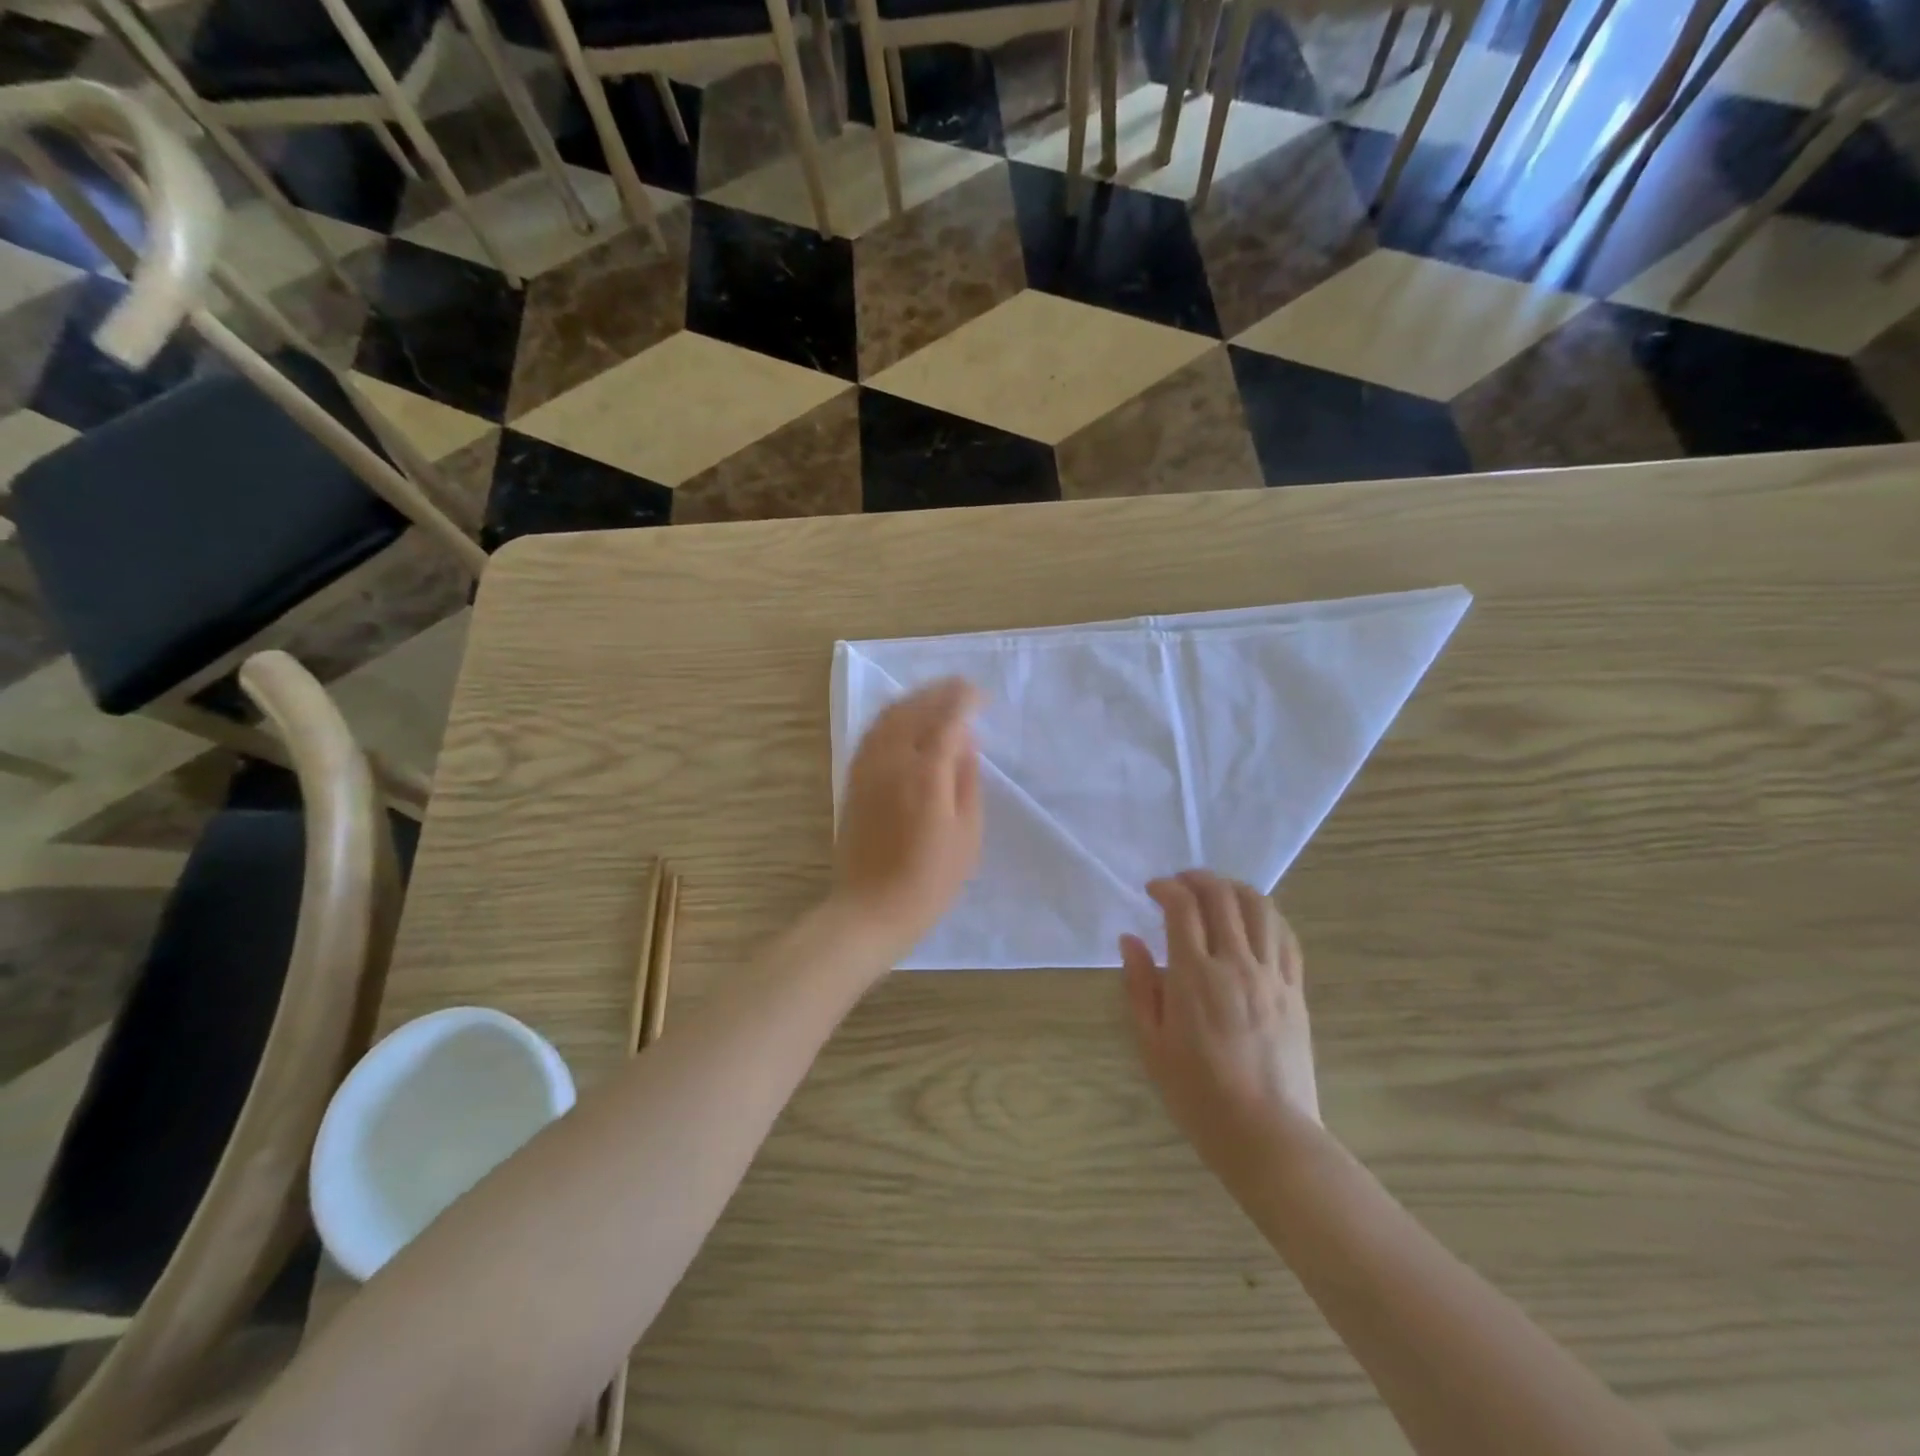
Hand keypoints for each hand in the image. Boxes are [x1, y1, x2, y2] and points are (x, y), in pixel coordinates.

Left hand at [831, 678, 982, 963]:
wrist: (871, 910)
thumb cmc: (930, 880)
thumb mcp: (967, 835)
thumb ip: (967, 781)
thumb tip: (965, 742)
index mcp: (926, 775)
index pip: (947, 719)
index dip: (965, 701)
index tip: (981, 696)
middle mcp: (892, 762)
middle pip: (915, 709)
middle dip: (940, 692)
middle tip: (963, 687)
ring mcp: (867, 769)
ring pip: (888, 717)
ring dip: (914, 699)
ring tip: (935, 695)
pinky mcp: (853, 780)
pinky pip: (871, 734)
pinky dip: (891, 717)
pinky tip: (903, 719)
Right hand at [1122, 871, 1320, 1177]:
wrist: (1267, 1136)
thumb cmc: (1198, 1094)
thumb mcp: (1151, 1044)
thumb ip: (1139, 986)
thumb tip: (1130, 941)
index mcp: (1195, 977)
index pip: (1183, 907)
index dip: (1166, 888)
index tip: (1152, 891)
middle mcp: (1237, 964)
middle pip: (1222, 897)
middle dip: (1198, 878)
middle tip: (1180, 883)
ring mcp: (1272, 976)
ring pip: (1260, 908)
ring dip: (1234, 888)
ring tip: (1216, 892)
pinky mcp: (1296, 990)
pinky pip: (1286, 937)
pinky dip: (1267, 914)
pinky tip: (1253, 918)